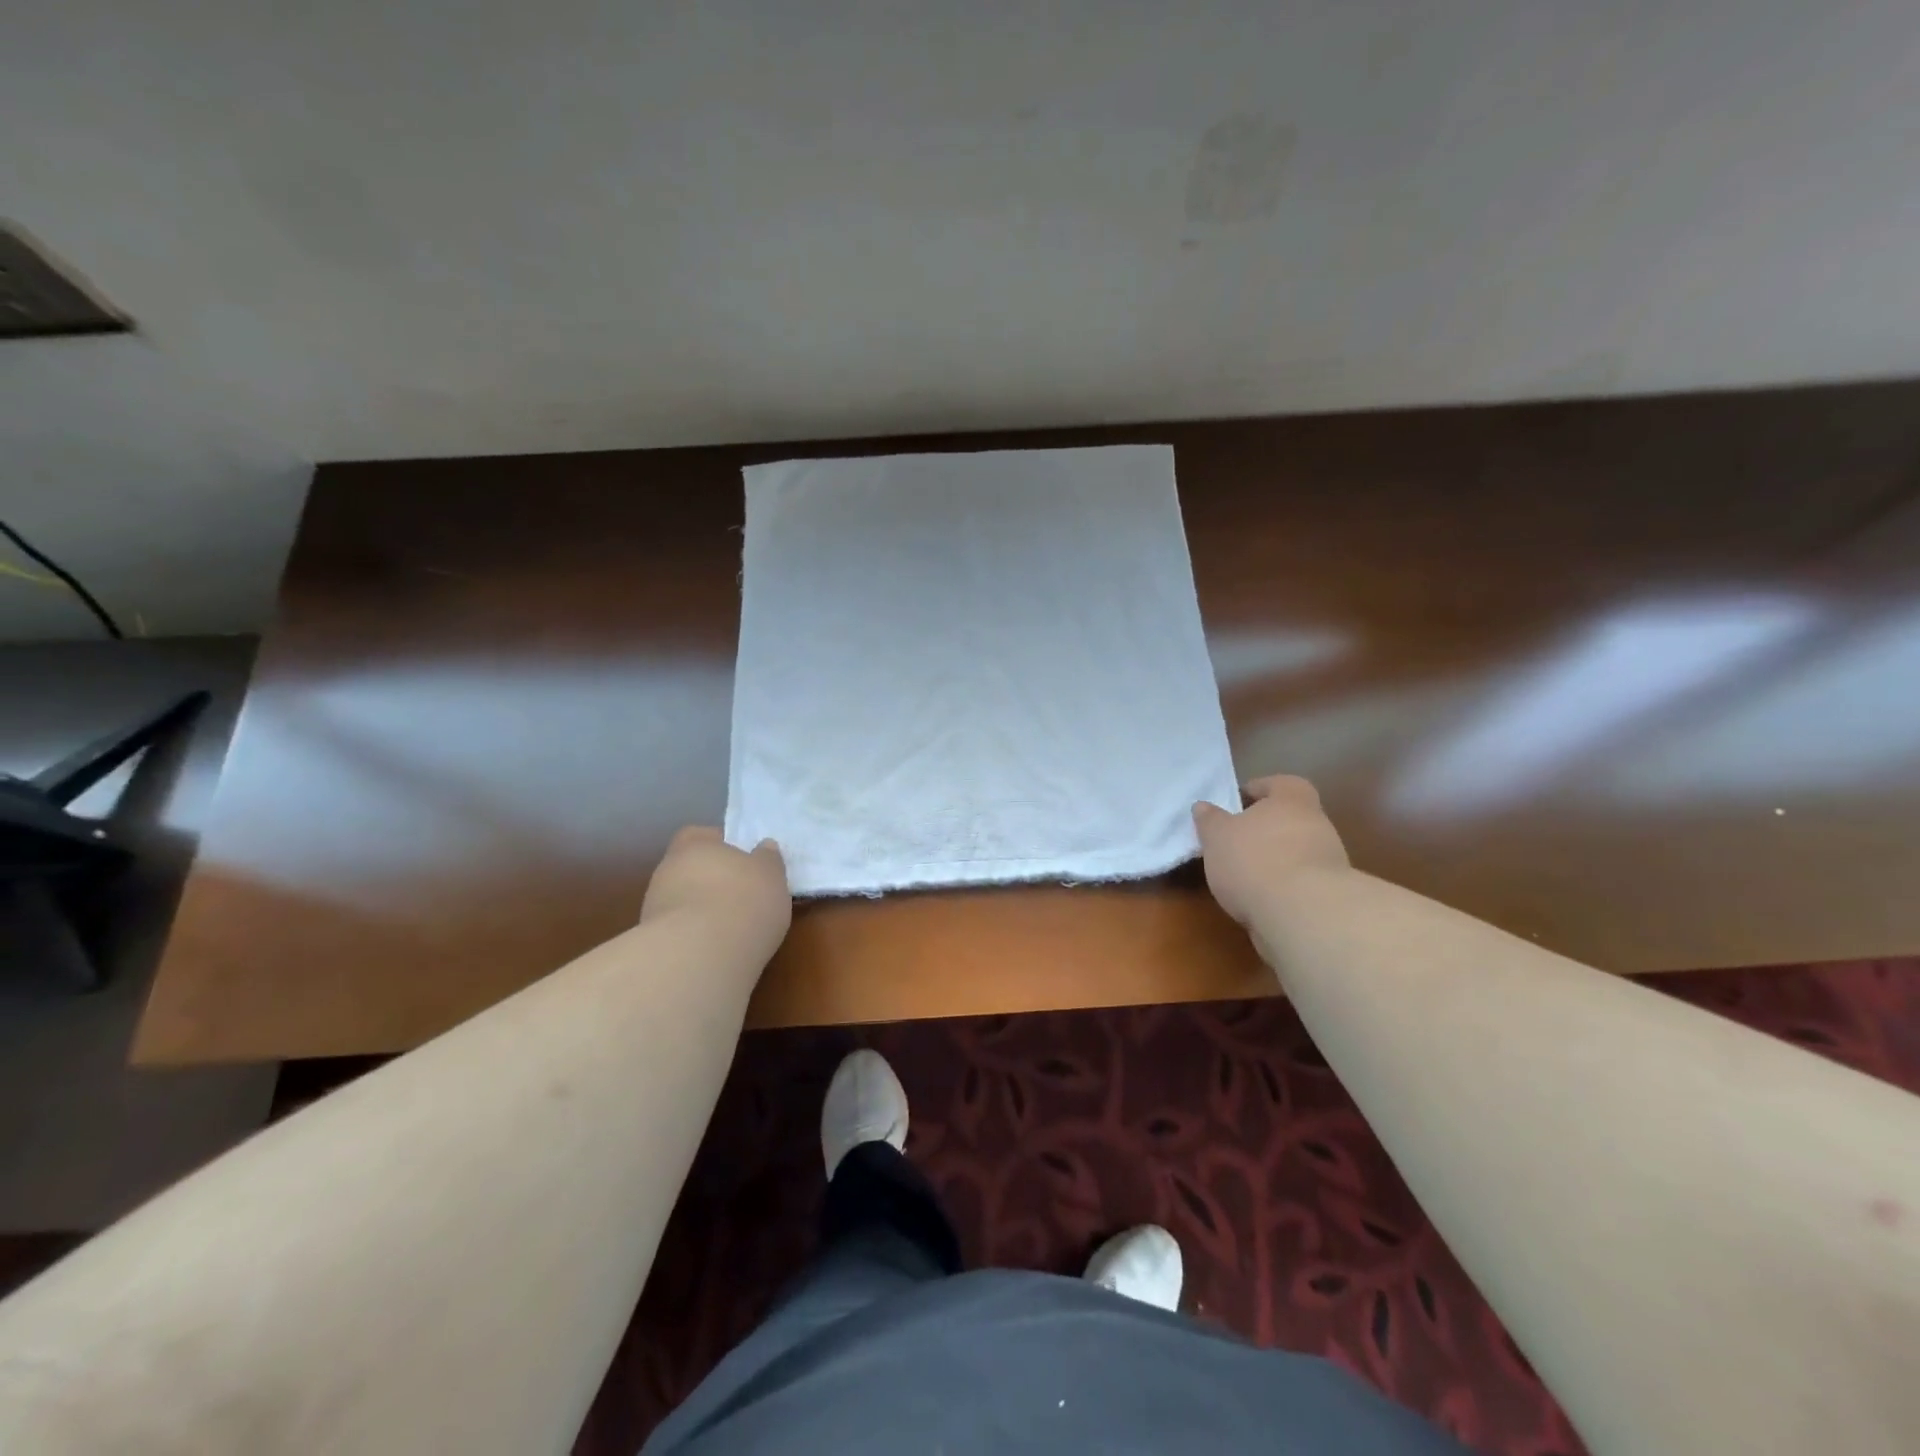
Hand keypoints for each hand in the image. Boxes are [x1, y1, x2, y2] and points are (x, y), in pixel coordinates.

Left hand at [642, 827, 791, 950]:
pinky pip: (680, 931)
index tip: (743, 861)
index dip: (722, 846)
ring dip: (702, 910)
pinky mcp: (651, 943)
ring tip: (732, 928)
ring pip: (683, 900)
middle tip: (742, 895)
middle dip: (713, 880)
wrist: (699, 957)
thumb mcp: (771, 875)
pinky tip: (716, 949)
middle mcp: (667, 870)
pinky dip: (695, 936)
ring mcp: (654, 907)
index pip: (702, 835)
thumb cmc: (743, 901)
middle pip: (691, 868)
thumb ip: (767, 859)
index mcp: (694, 844)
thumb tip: (763, 848)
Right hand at [1193, 775, 1350, 924]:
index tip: (1239, 801)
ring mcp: (1328, 862)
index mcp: (1292, 800)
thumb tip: (1203, 807)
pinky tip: (1259, 899)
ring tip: (1242, 875)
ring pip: (1296, 852)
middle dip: (1265, 829)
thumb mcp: (1217, 836)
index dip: (1260, 789)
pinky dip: (1281, 887)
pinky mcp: (1329, 896)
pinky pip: (1300, 882)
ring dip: (1274, 860)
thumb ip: (1210, 820)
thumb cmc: (1255, 860)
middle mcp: (1317, 825)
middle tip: (1235, 840)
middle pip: (1290, 819)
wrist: (1304, 915)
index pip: (1281, 784)